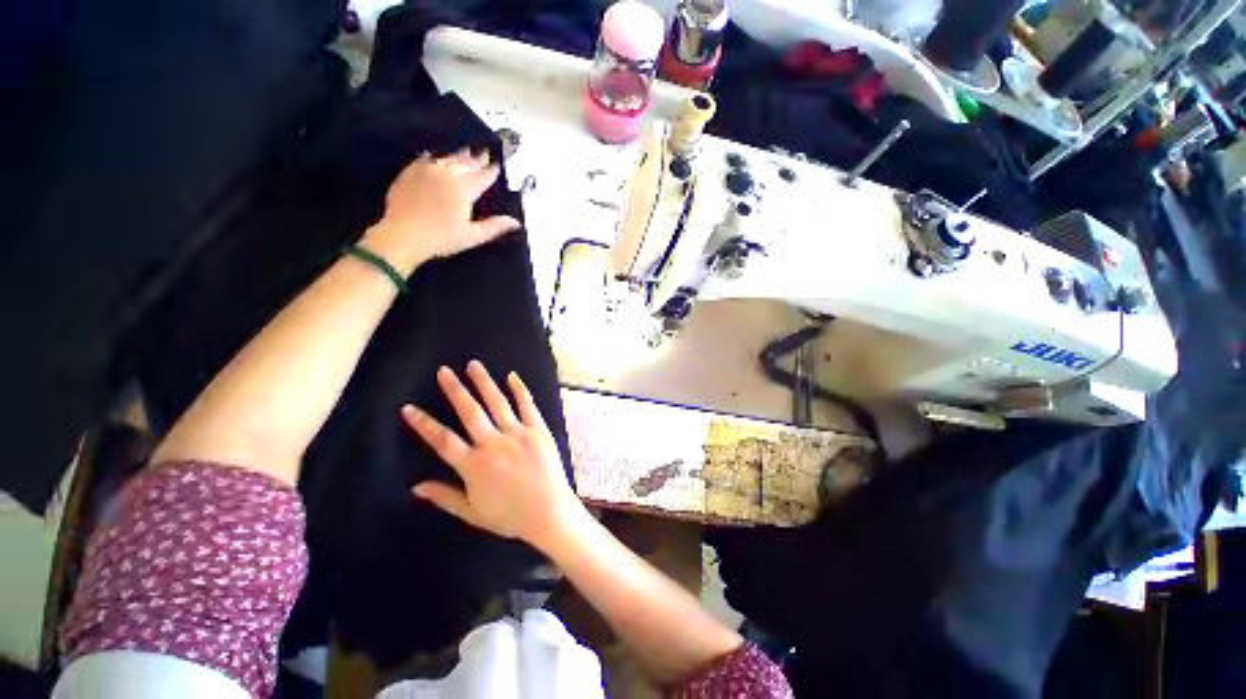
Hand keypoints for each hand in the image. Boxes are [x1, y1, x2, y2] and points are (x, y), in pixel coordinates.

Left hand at [361, 150, 520, 273]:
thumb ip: (495, 227)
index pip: (482, 176)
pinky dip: (435, 158)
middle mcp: (446, 174)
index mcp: (464, 189)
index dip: (491, 170)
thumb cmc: (441, 239)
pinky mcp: (410, 172)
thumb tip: (516, 222)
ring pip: (447, 158)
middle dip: (477, 159)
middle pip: (465, 163)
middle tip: (484, 152)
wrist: (402, 236)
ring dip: (459, 156)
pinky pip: (426, 159)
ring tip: (466, 152)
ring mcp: (426, 171)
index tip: (497, 164)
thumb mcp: (472, 236)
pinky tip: (436, 157)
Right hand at [402, 361, 582, 548]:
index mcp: (474, 465)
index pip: (442, 440)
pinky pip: (527, 406)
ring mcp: (518, 434)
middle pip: (470, 412)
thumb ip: (444, 497)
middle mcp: (493, 444)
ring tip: (473, 365)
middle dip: (455, 390)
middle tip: (444, 370)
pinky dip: (520, 390)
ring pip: (497, 402)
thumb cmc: (509, 516)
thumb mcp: (472, 512)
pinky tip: (512, 376)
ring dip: (484, 382)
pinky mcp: (538, 430)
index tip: (408, 407)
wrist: (549, 512)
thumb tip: (415, 487)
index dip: (423, 424)